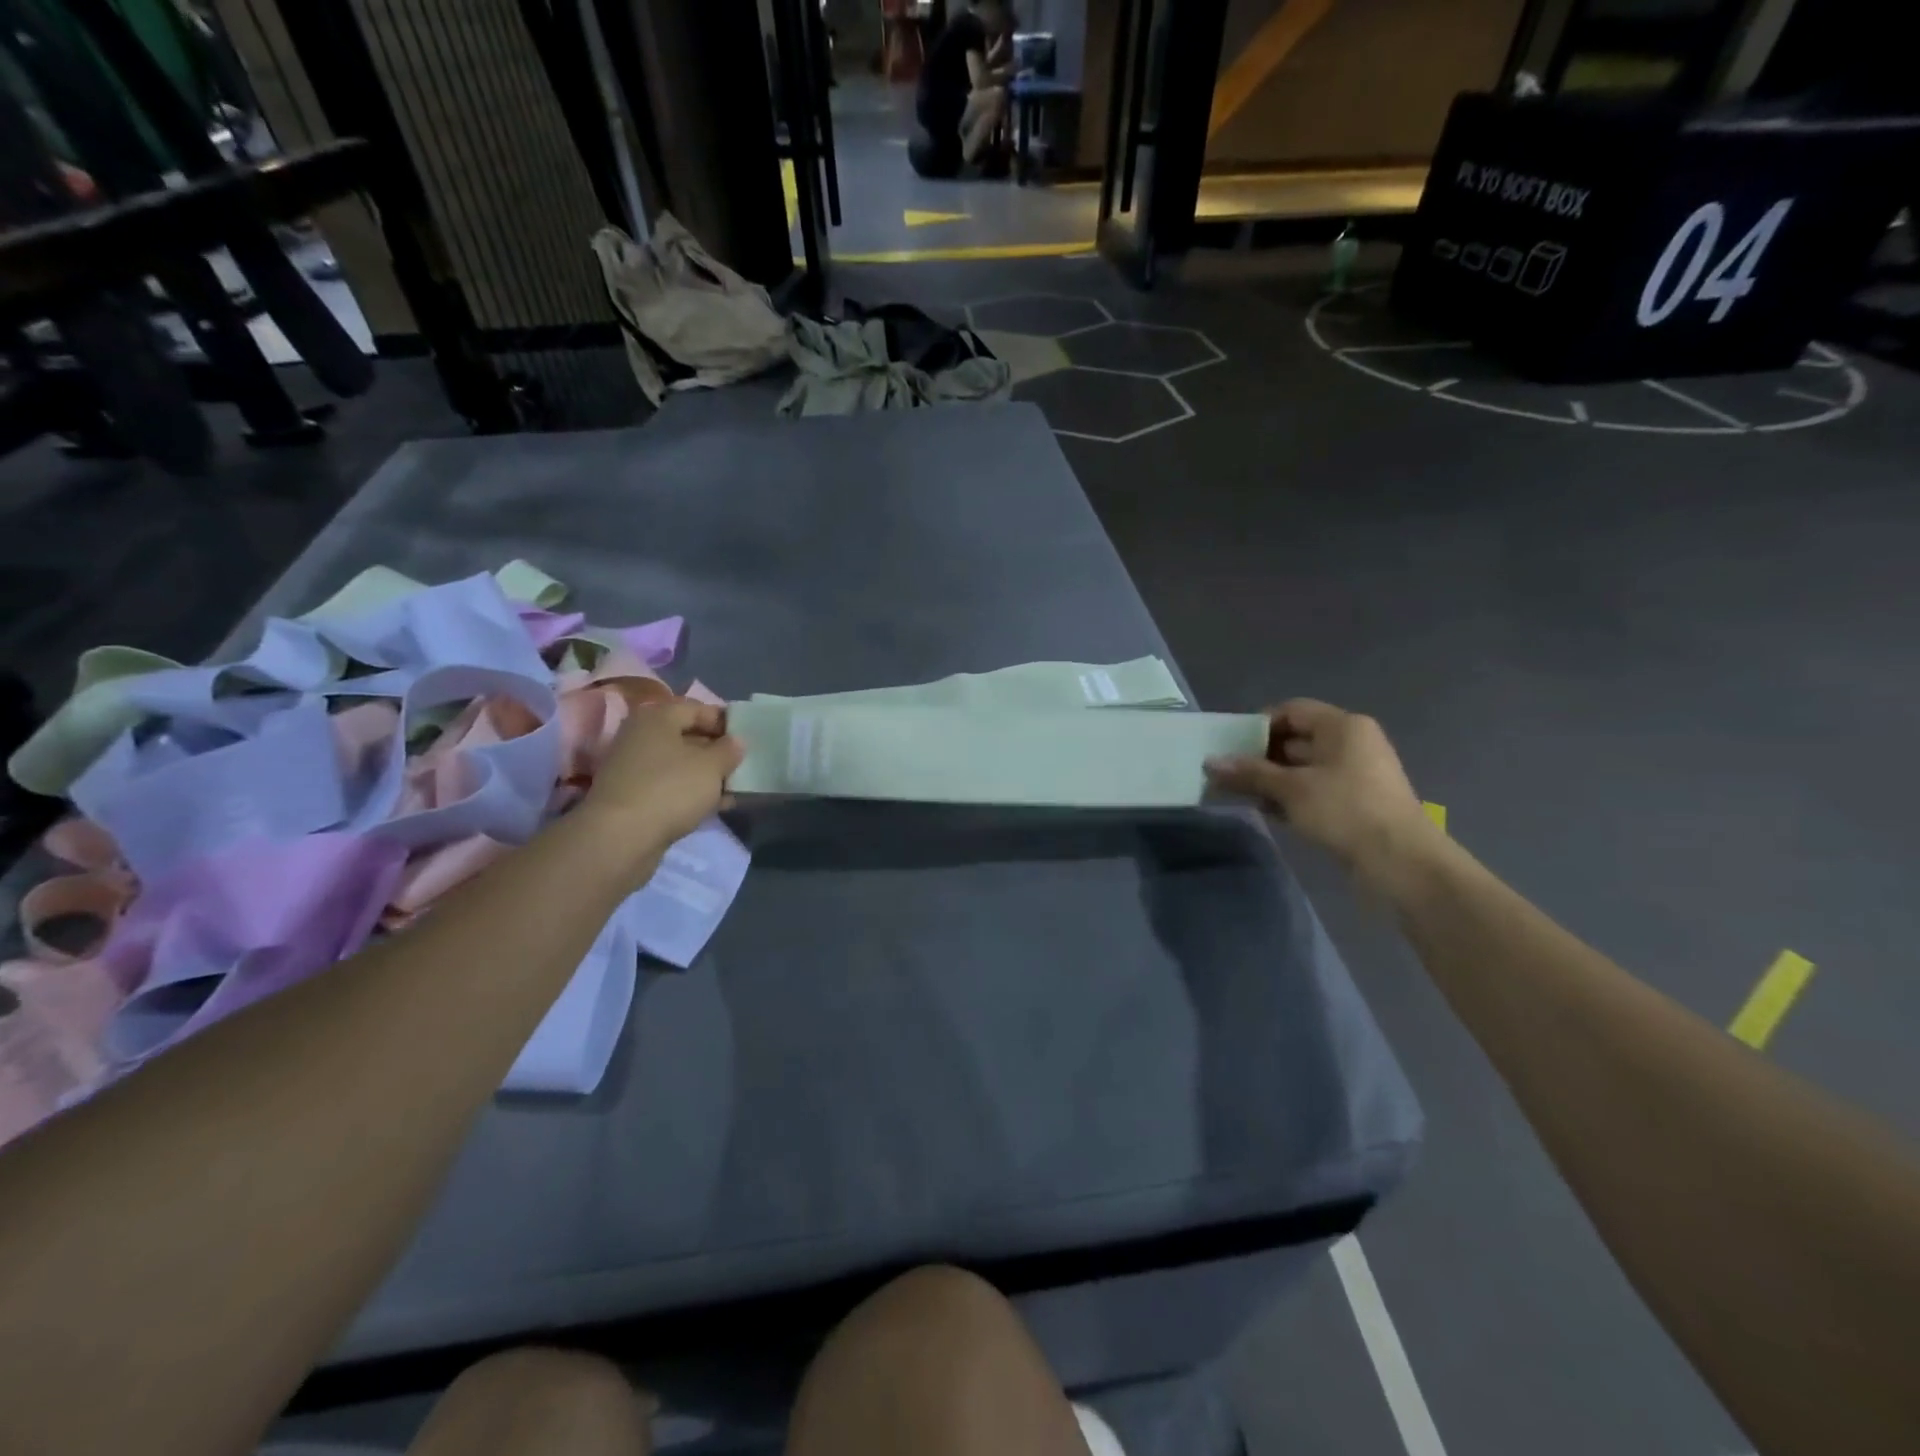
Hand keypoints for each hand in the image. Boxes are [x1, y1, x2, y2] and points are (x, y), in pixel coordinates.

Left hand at [577, 694, 742, 866]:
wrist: (621, 838)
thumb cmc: (671, 789)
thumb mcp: (712, 766)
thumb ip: (729, 750)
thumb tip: (736, 741)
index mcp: (657, 717)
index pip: (697, 708)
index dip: (725, 721)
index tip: (748, 739)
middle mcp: (641, 736)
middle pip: (687, 736)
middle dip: (717, 750)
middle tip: (743, 764)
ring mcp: (634, 768)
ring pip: (680, 764)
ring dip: (708, 775)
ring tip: (735, 788)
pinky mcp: (634, 796)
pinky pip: (671, 786)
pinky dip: (692, 793)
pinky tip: (716, 806)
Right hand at [1205, 699, 1438, 888]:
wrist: (1400, 861)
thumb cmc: (1344, 811)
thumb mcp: (1290, 789)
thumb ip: (1249, 773)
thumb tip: (1210, 762)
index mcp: (1342, 727)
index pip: (1291, 711)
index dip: (1257, 725)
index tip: (1230, 748)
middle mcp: (1351, 742)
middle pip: (1296, 739)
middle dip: (1260, 757)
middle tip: (1229, 775)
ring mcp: (1356, 772)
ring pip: (1303, 767)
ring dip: (1272, 780)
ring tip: (1242, 796)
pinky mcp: (1356, 800)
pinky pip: (1315, 788)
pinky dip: (1292, 796)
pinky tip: (1269, 813)